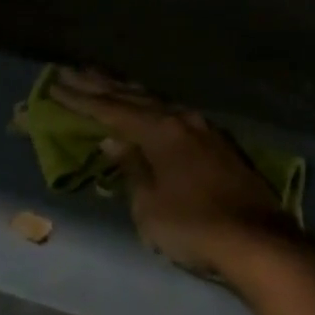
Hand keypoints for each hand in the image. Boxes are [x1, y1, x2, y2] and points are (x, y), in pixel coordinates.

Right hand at [48, 69, 301, 280]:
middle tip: (71, 72)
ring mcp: (201, 128)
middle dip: (99, 85)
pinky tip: (147, 107)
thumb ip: (130, 167)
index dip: (80, 99)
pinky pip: (172, 114)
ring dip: (126, 92)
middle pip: (131, 97)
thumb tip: (113, 141)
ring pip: (155, 101)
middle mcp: (179, 119)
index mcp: (158, 130)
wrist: (260, 242)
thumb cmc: (194, 226)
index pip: (110, 110)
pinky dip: (150, 107)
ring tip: (104, 81)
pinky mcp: (217, 143)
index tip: (54, 85)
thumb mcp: (149, 205)